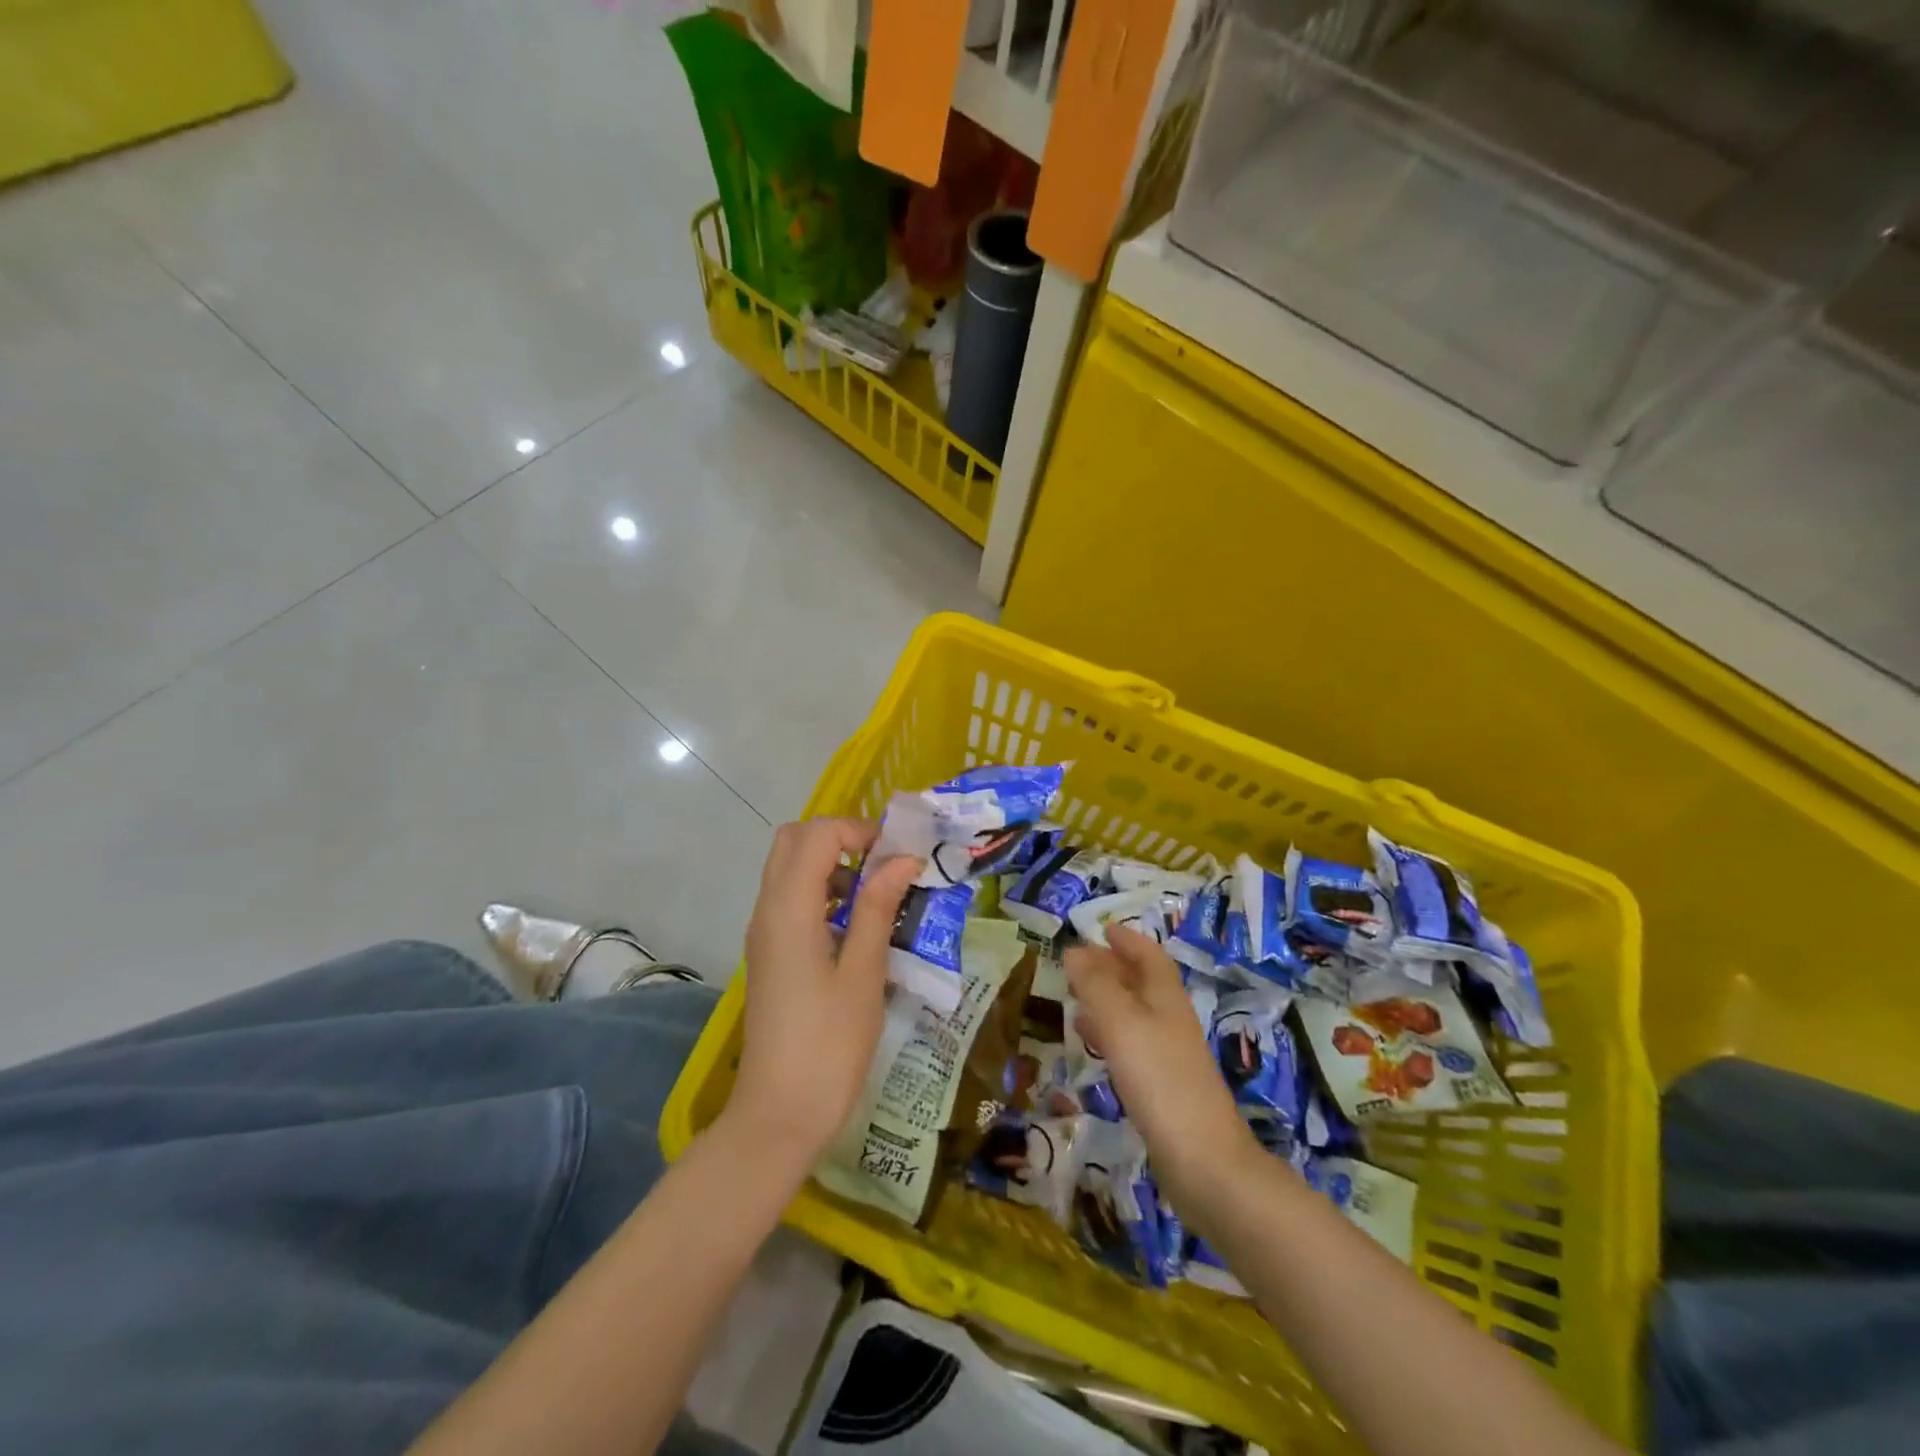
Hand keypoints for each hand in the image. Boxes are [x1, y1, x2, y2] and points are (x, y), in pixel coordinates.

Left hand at [726, 818, 919, 1170]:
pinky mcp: (769, 953)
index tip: (898, 856)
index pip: (816, 834)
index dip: (859, 830)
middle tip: (883, 864)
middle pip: (793, 840)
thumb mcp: (864, 973)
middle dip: (840, 837)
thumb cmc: (829, 1045)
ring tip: (877, 893)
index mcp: (789, 909)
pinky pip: (790, 898)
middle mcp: (767, 910)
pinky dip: (821, 891)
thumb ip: (878, 908)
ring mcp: (764, 932)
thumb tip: (902, 859)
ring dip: (831, 863)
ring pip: (789, 868)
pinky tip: (856, 924)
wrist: (779, 1114)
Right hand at [1063, 926, 1254, 1201]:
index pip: (1150, 956)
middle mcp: (1170, 1021)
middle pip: (1143, 983)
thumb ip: (1096, 985)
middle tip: (1078, 962)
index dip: (1128, 940)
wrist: (1205, 1162)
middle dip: (1113, 967)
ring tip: (1075, 997)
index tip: (1102, 929)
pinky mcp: (1162, 1089)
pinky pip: (1131, 1046)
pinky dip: (1109, 1034)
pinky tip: (1091, 1044)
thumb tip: (1074, 950)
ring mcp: (1169, 1057)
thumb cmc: (1161, 1081)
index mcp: (1166, 999)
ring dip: (1107, 1000)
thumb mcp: (1121, 1024)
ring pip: (1135, 1014)